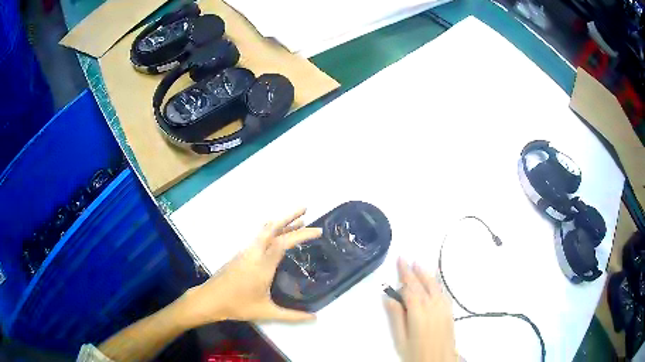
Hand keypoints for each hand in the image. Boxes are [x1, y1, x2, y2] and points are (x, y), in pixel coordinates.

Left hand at [176, 208, 321, 327]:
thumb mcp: (267, 313)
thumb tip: (315, 318)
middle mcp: (254, 253)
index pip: (284, 243)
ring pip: (264, 231)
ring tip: (297, 221)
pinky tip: (276, 236)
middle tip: (305, 209)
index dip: (301, 234)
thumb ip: (292, 316)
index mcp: (262, 265)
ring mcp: (245, 251)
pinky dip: (272, 231)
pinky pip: (259, 236)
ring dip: (281, 223)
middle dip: (289, 216)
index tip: (318, 231)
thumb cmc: (238, 306)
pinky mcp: (240, 254)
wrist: (210, 299)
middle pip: (272, 228)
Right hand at [385, 259, 457, 361]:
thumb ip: (396, 317)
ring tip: (419, 265)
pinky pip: (443, 293)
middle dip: (414, 271)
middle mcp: (432, 306)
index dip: (404, 273)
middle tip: (407, 259)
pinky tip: (434, 282)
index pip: (410, 288)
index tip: (400, 260)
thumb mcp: (400, 339)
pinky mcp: (449, 312)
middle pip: (422, 284)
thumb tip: (388, 298)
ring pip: (434, 286)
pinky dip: (437, 284)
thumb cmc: (416, 353)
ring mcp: (443, 308)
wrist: (439, 361)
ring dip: (426, 274)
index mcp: (418, 312)